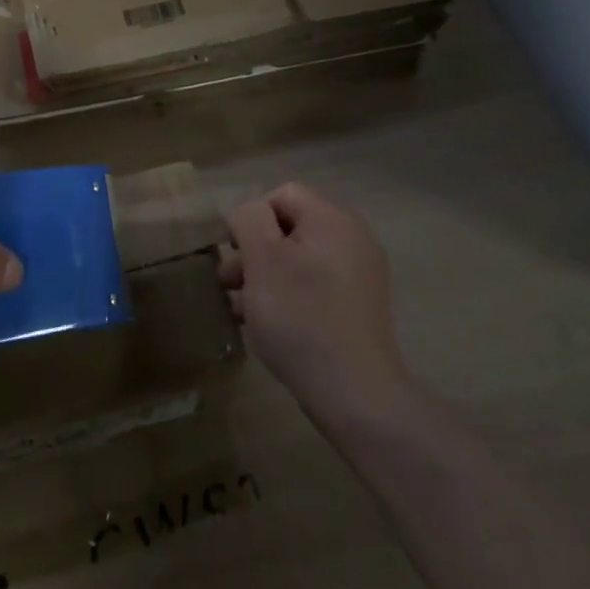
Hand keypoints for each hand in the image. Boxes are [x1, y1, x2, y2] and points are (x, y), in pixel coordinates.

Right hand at [219, 183, 409, 419]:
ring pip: (299, 259)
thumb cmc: (300, 317)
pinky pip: (315, 284)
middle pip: (290, 227)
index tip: (235, 253)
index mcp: (332, 218)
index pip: (282, 195)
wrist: (355, 393)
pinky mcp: (359, 305)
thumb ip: (249, 220)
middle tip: (230, 282)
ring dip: (266, 276)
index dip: (252, 219)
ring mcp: (360, 273)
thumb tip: (251, 214)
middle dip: (254, 250)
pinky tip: (267, 324)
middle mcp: (352, 237)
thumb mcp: (262, 259)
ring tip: (240, 308)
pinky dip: (289, 295)